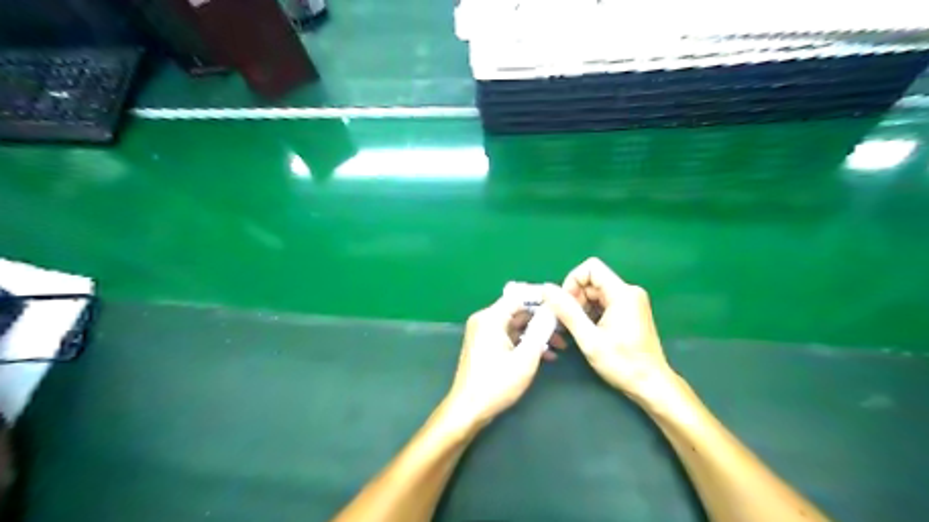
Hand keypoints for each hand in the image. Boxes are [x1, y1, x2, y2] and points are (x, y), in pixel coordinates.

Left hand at [444, 287, 565, 430]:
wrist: (468, 409)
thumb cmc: (496, 384)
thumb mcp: (525, 358)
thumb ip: (540, 330)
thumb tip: (553, 309)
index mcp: (491, 317)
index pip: (520, 294)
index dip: (543, 297)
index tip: (563, 303)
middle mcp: (485, 319)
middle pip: (518, 309)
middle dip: (543, 318)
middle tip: (566, 328)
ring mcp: (484, 332)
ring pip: (516, 324)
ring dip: (537, 332)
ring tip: (561, 345)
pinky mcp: (485, 344)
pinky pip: (509, 335)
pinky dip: (526, 342)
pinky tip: (545, 355)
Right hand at [545, 259, 680, 406]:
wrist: (651, 385)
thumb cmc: (622, 364)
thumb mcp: (589, 339)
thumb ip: (567, 311)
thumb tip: (547, 289)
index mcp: (622, 293)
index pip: (590, 268)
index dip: (572, 282)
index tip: (565, 305)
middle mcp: (629, 292)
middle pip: (592, 281)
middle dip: (575, 297)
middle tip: (568, 322)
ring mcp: (631, 301)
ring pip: (596, 292)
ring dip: (581, 307)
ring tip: (577, 329)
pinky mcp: (630, 311)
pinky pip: (604, 302)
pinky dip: (591, 312)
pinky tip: (588, 331)